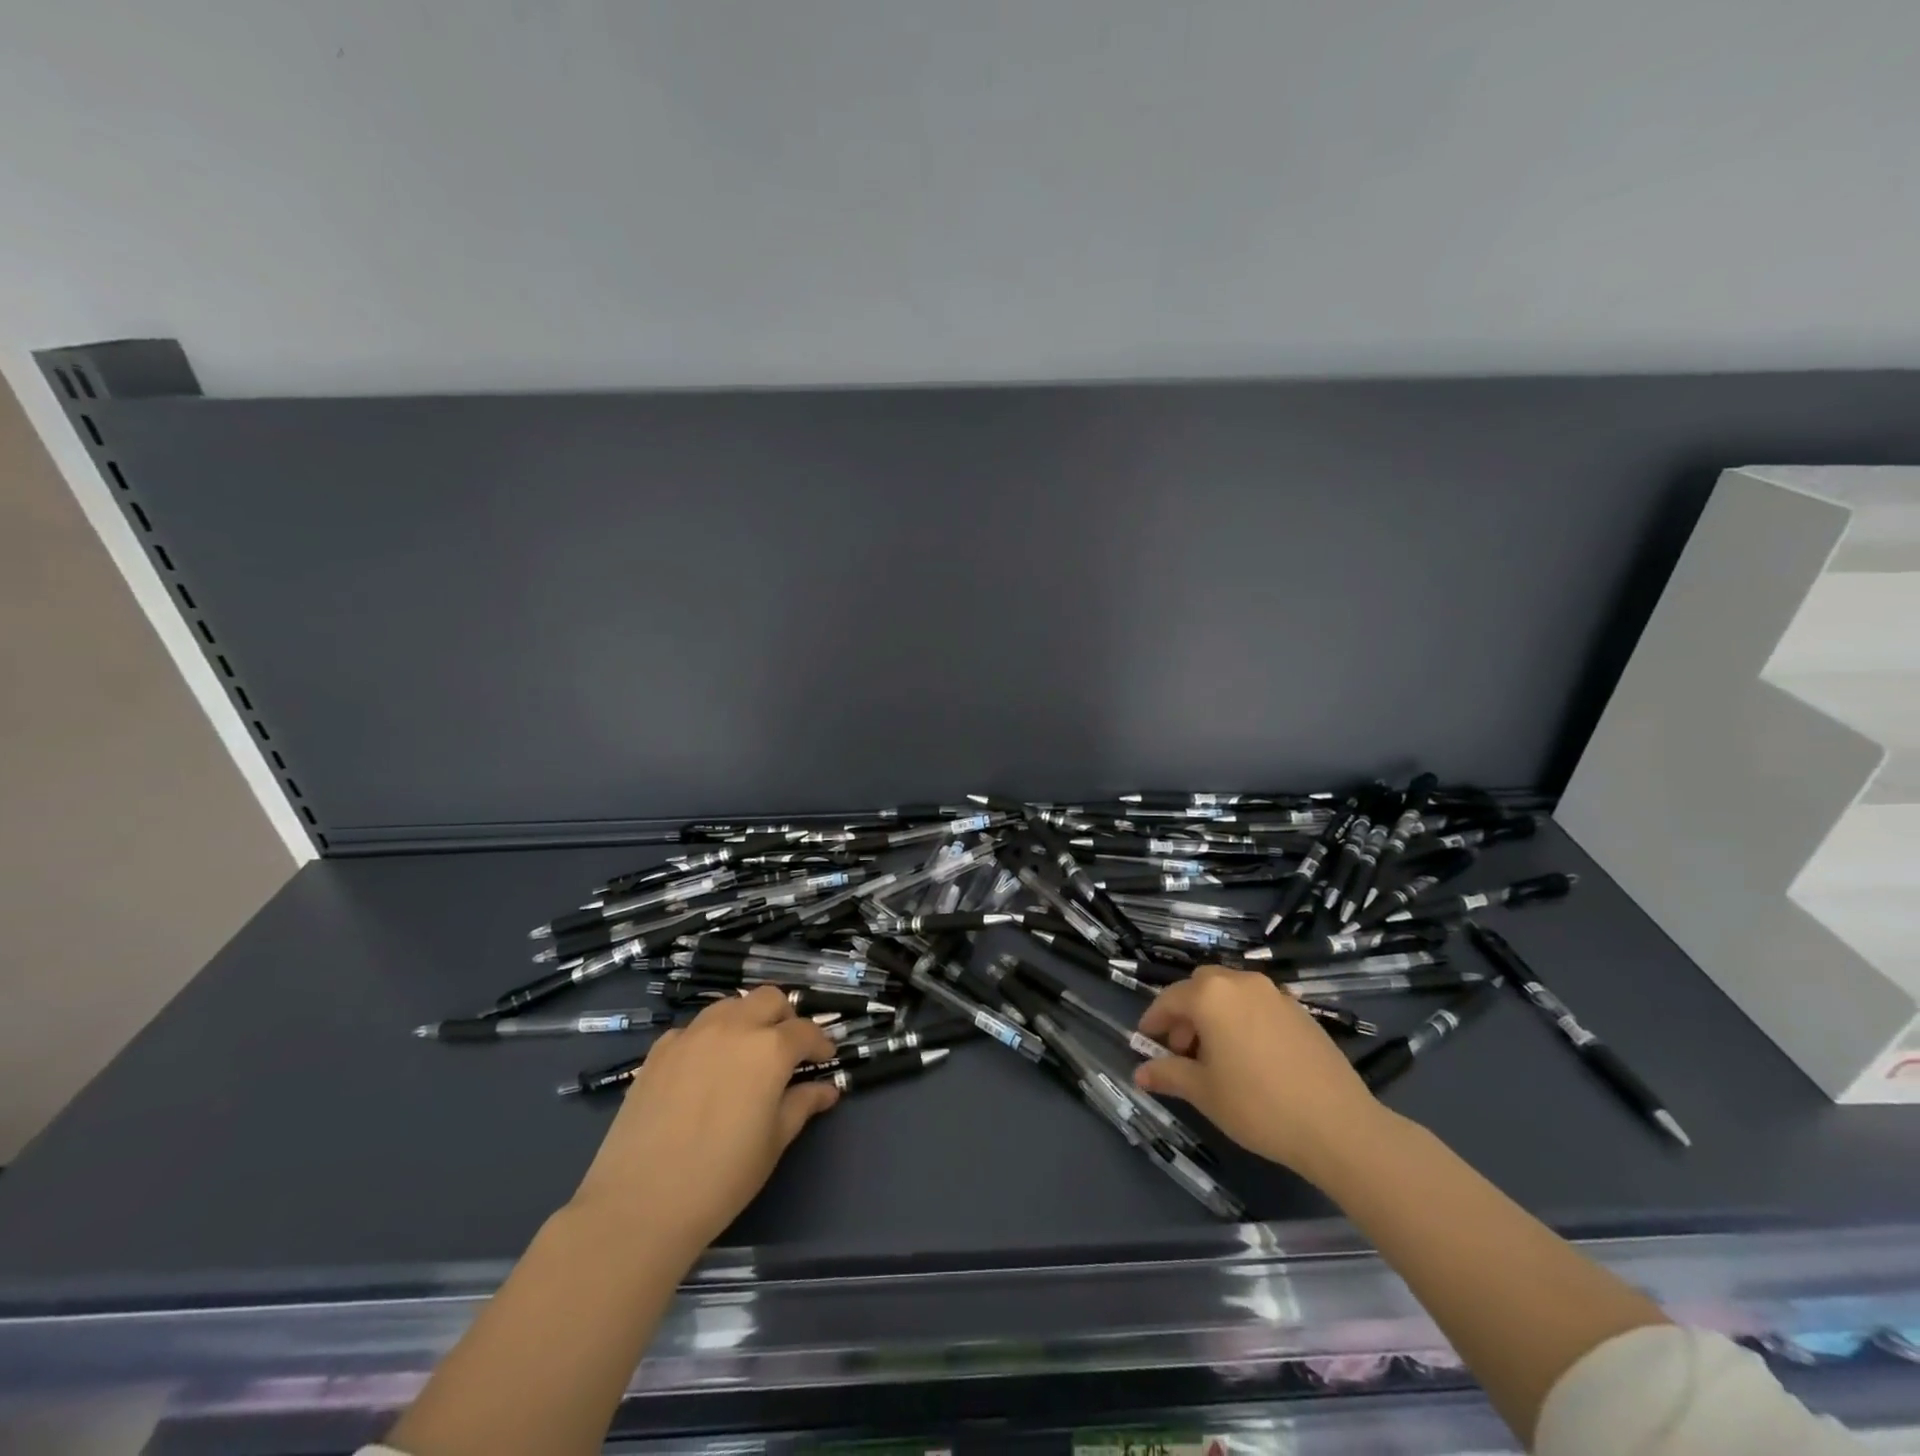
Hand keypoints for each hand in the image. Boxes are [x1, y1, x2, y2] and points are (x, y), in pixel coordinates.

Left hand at [569, 987, 839, 1255]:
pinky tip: (705, 1070)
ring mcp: (692, 1035)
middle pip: (769, 998)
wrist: (639, 1204)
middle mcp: (733, 1027)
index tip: (825, 1059)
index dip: (820, 1043)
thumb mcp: (774, 1142)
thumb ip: (802, 1105)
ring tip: (747, 1053)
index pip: (805, 1031)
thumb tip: (826, 1089)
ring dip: (747, 1018)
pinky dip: (709, 1038)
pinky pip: (694, 1029)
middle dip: (786, 1017)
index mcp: (769, 1049)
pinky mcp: (659, 1050)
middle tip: (788, 1049)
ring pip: (730, 1005)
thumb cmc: (721, 1177)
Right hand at [1133, 964, 1385, 1181]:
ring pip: (1231, 993)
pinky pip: (1258, 1005)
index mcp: (1211, 995)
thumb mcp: (1204, 1093)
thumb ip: (1168, 1074)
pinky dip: (1243, 1019)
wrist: (1337, 1126)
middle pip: (1201, 986)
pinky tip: (1250, 1057)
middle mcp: (1241, 983)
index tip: (1146, 1042)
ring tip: (1217, 1055)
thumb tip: (1140, 1073)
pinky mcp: (1300, 1011)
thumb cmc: (1257, 1105)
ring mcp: (1275, 994)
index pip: (1170, 999)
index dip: (1154, 1020)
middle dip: (1186, 1012)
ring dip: (1215, 1013)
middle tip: (1182, 1049)